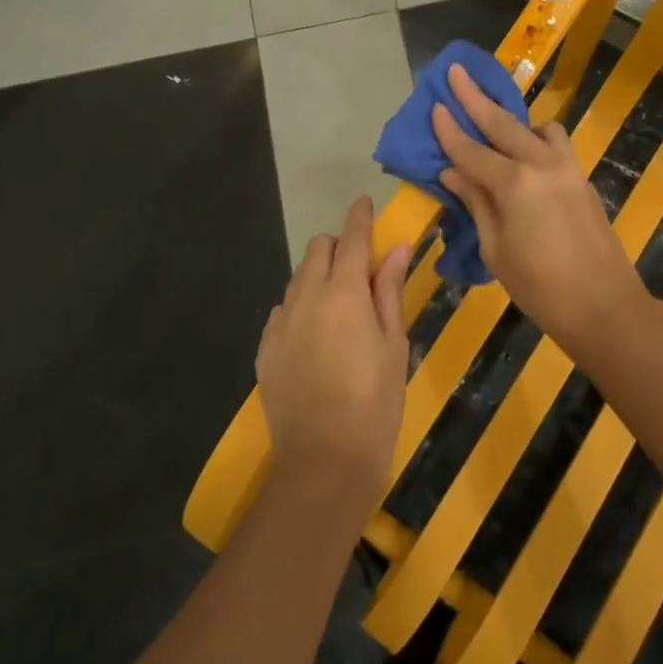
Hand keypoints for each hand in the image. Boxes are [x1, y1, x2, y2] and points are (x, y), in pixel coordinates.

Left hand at [256, 196, 411, 506]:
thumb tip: (397, 248)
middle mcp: (306, 296)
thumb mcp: (393, 343)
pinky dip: (300, 309)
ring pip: (298, 278)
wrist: (325, 460)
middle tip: (360, 270)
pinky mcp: (265, 348)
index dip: (360, 217)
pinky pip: (282, 311)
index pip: (352, 238)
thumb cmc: (376, 401)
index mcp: (345, 291)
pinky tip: (315, 337)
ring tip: (339, 308)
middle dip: (338, 247)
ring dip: (319, 277)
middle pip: (318, 249)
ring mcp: (280, 322)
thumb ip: (390, 290)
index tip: (364, 203)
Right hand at [430, 63, 644, 342]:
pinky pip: (555, 145)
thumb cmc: (539, 286)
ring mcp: (567, 167)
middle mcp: (541, 163)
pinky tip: (525, 158)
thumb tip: (452, 172)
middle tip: (456, 71)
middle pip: (502, 122)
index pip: (471, 149)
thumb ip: (475, 203)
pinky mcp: (582, 178)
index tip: (434, 105)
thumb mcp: (495, 249)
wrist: (604, 305)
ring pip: (537, 128)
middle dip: (476, 96)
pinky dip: (536, 140)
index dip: (449, 129)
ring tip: (496, 130)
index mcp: (513, 184)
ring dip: (513, 121)